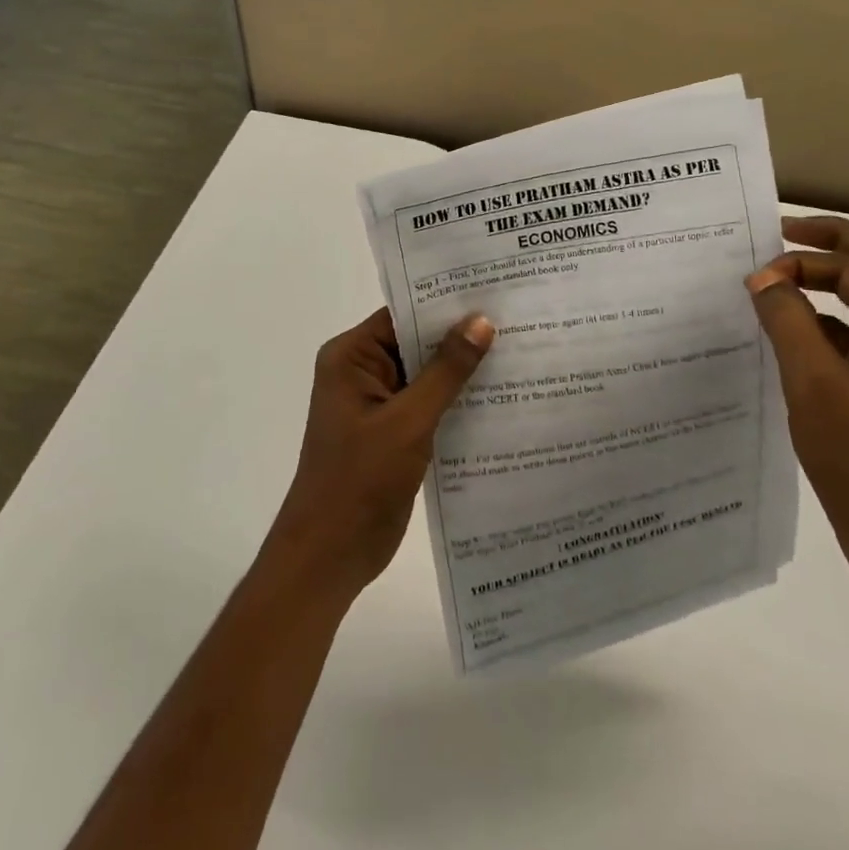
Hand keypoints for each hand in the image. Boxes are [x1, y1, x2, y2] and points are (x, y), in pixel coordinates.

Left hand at [265, 307, 493, 601]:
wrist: (329, 557)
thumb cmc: (359, 481)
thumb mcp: (408, 422)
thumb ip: (446, 371)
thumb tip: (481, 321)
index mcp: (351, 356)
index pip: (403, 314)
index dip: (446, 303)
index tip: (493, 292)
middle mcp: (362, 371)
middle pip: (416, 342)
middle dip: (460, 336)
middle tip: (518, 318)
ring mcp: (377, 403)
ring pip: (426, 374)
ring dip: (463, 370)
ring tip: (520, 349)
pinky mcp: (392, 432)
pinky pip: (428, 403)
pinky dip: (456, 400)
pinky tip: (500, 396)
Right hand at [746, 216, 848, 616]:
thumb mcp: (815, 387)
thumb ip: (788, 322)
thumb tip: (763, 278)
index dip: (803, 264)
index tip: (754, 277)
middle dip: (836, 242)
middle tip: (786, 229)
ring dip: (837, 276)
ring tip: (786, 270)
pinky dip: (834, 316)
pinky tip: (794, 325)